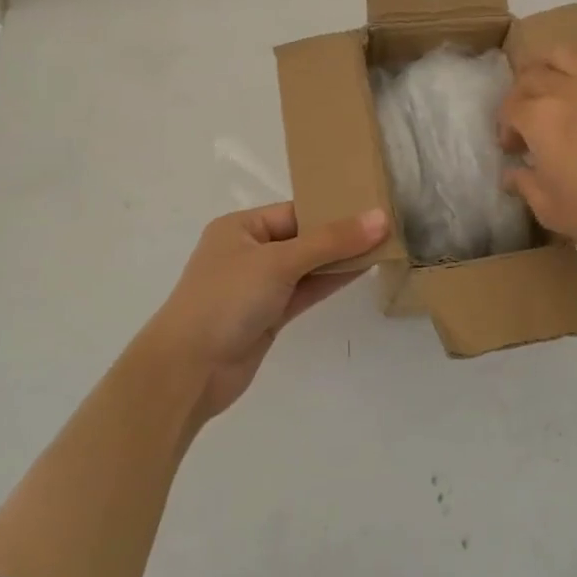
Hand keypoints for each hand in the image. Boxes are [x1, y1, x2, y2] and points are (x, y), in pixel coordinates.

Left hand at [142, 203, 387, 422]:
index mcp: (240, 228)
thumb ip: (331, 241)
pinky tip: (361, 271)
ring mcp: (259, 286)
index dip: (332, 209)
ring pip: (307, 266)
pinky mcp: (269, 316)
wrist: (189, 370)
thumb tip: (381, 218)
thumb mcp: (279, 262)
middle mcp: (249, 252)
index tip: (373, 206)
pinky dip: (330, 282)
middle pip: (303, 238)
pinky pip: (305, 291)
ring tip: (385, 245)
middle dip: (340, 235)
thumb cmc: (227, 299)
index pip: (295, 211)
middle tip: (388, 226)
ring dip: (340, 260)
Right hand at [500, 47, 576, 282]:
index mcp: (543, 120)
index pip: (511, 108)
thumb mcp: (551, 211)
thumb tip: (513, 174)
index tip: (513, 149)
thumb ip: (526, 185)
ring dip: (553, 66)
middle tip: (528, 120)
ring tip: (556, 87)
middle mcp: (572, 93)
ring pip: (571, 55)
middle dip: (522, 94)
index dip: (505, 127)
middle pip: (534, 75)